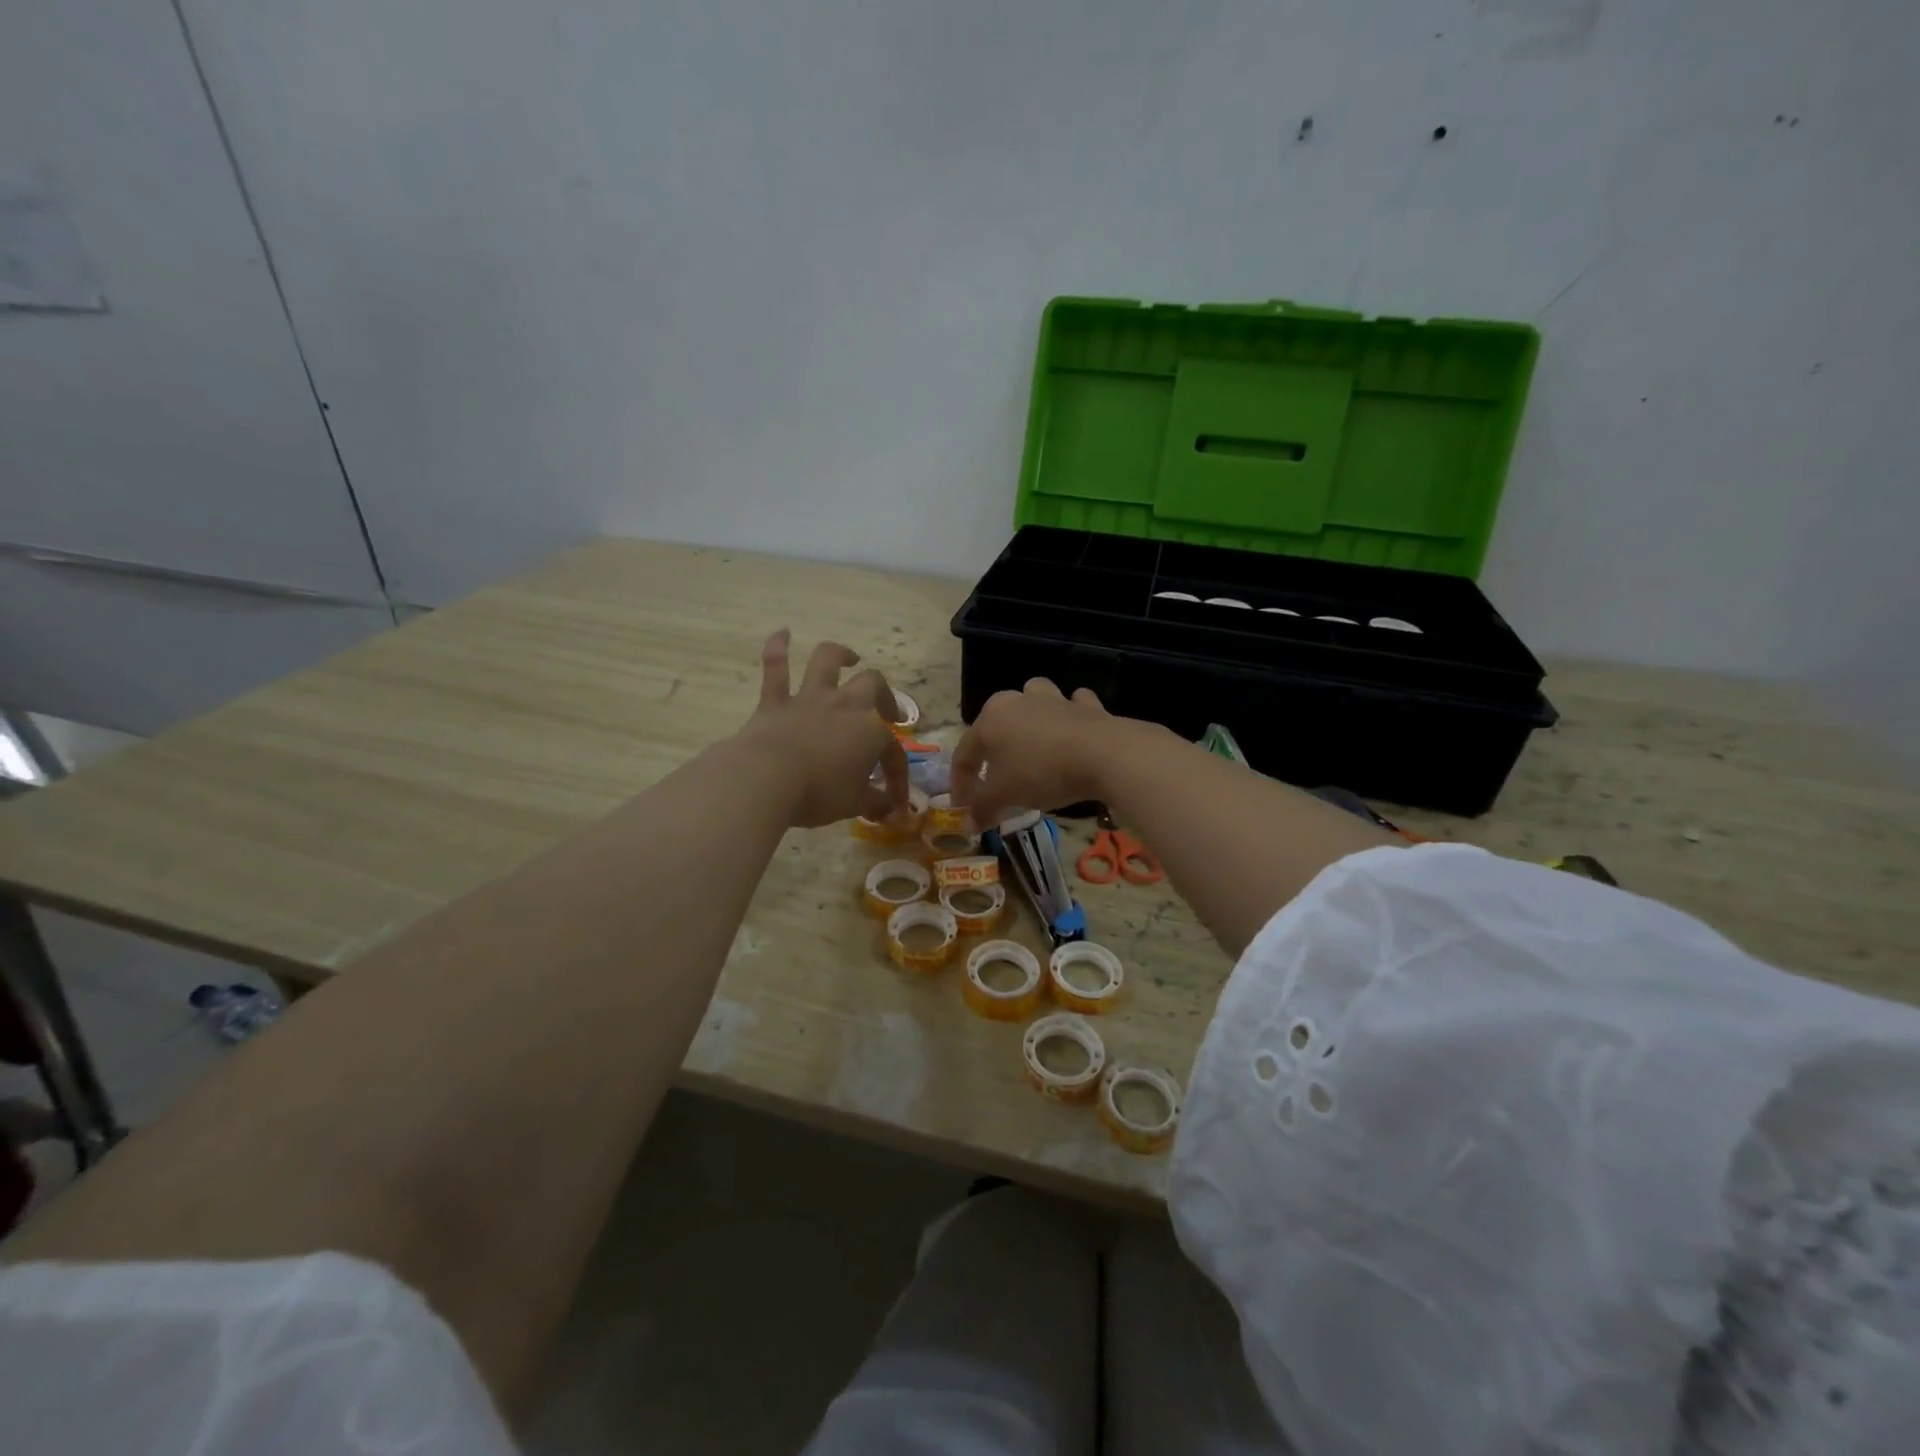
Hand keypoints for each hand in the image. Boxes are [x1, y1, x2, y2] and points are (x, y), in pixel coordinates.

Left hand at [734, 629, 908, 828]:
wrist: (767, 778)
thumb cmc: (818, 792)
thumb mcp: (853, 804)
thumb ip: (874, 803)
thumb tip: (890, 810)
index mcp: (871, 731)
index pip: (893, 751)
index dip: (897, 775)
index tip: (894, 800)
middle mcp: (844, 705)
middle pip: (872, 685)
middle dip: (883, 695)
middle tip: (886, 711)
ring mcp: (809, 698)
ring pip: (827, 661)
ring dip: (840, 654)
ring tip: (849, 657)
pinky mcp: (774, 701)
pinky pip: (775, 666)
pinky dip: (778, 647)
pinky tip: (782, 633)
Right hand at [950, 678, 1121, 827]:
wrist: (1102, 754)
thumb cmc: (1041, 772)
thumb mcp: (1005, 795)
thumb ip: (983, 807)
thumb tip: (970, 821)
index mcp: (990, 719)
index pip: (964, 753)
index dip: (960, 783)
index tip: (963, 808)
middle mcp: (1017, 700)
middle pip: (996, 722)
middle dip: (992, 749)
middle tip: (995, 776)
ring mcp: (1053, 699)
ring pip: (1033, 700)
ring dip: (1030, 717)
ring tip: (1033, 742)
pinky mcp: (1086, 705)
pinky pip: (1073, 706)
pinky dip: (1070, 717)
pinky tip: (1073, 734)